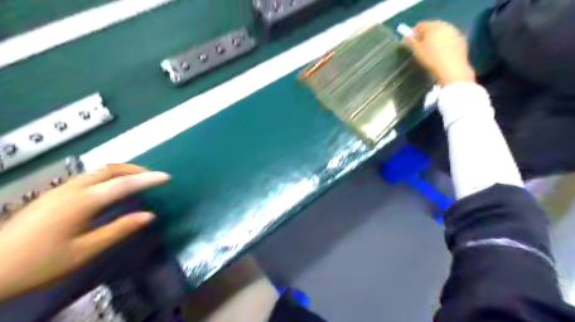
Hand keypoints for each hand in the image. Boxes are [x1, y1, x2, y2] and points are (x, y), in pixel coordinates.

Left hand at [0, 163, 168, 301]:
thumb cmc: (40, 263)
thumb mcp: (85, 251)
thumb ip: (119, 229)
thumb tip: (150, 216)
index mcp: (82, 202)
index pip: (123, 184)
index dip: (148, 179)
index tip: (167, 177)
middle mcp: (72, 189)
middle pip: (109, 169)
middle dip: (134, 169)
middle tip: (153, 176)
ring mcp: (59, 190)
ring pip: (97, 170)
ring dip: (121, 170)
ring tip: (137, 179)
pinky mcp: (52, 194)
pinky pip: (87, 177)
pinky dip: (107, 175)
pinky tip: (110, 187)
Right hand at [404, 20, 475, 86]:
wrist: (452, 68)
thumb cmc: (431, 58)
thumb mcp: (417, 51)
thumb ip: (411, 41)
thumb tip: (406, 37)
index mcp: (433, 26)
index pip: (420, 25)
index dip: (413, 32)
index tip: (409, 41)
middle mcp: (445, 25)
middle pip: (432, 27)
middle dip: (425, 35)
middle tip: (419, 46)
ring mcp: (455, 32)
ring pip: (441, 32)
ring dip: (435, 39)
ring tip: (430, 50)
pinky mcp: (461, 40)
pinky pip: (449, 39)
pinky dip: (443, 43)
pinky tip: (440, 53)